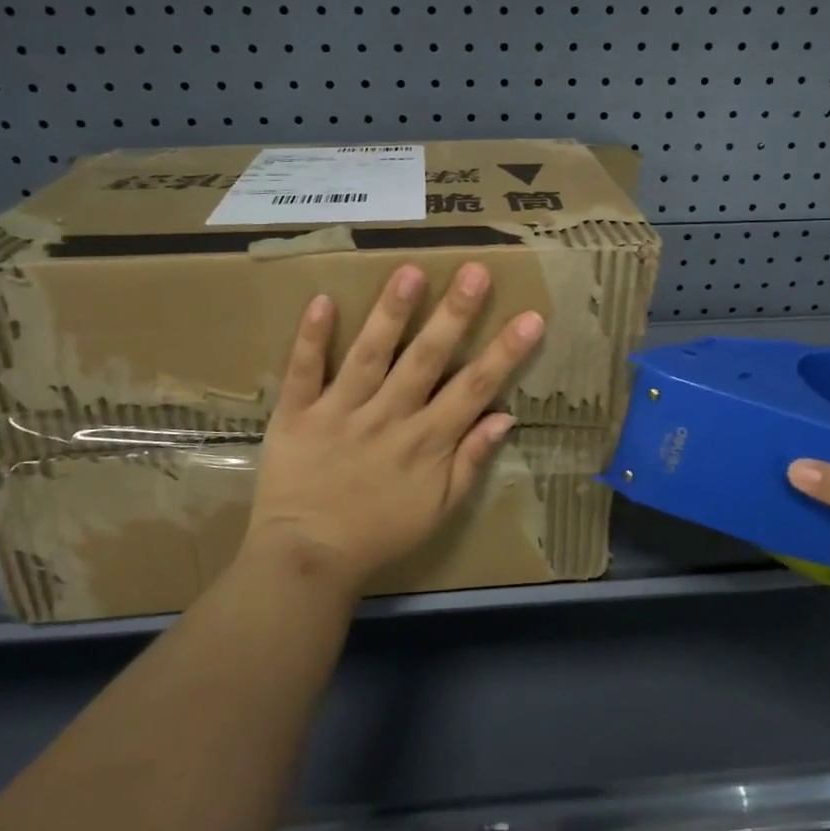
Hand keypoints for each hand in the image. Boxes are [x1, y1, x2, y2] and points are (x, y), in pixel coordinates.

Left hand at [243, 262, 544, 596]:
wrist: (308, 559)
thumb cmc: (381, 533)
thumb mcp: (440, 509)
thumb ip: (471, 461)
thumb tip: (505, 416)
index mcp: (427, 440)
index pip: (475, 388)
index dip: (506, 352)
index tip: (531, 317)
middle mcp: (389, 417)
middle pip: (426, 359)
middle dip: (454, 314)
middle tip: (474, 271)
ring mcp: (341, 413)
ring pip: (370, 355)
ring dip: (391, 313)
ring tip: (409, 272)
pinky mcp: (298, 415)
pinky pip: (304, 372)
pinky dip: (311, 338)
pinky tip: (322, 300)